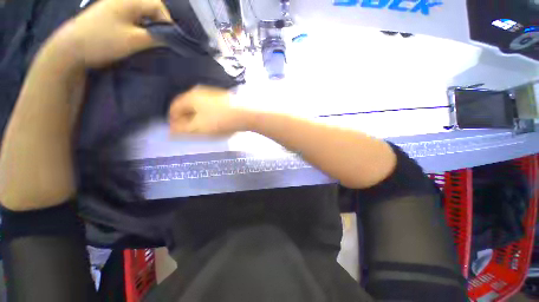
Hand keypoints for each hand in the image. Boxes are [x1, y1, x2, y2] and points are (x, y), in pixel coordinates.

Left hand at [46, 0, 171, 67]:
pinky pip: (131, 18)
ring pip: (141, 14)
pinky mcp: (109, 14)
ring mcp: (114, 6)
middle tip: (162, 42)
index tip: (171, 40)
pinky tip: (138, 38)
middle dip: (159, 25)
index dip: (168, 23)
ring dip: (149, 27)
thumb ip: (157, 37)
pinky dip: (139, 27)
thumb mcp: (135, 40)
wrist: (72, 47)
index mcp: (130, 0)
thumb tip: (173, 38)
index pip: (158, 6)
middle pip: (150, 8)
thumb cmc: (104, 41)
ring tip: (151, 41)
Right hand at [169, 86, 251, 135]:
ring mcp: (214, 94)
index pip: (174, 107)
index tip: (177, 131)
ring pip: (200, 107)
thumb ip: (182, 129)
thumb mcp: (198, 128)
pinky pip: (211, 108)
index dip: (173, 120)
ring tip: (202, 129)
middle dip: (186, 120)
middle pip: (187, 107)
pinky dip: (208, 116)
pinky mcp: (224, 99)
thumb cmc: (220, 121)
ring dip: (197, 118)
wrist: (246, 114)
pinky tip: (215, 123)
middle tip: (190, 132)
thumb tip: (171, 131)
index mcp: (191, 97)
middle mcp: (201, 92)